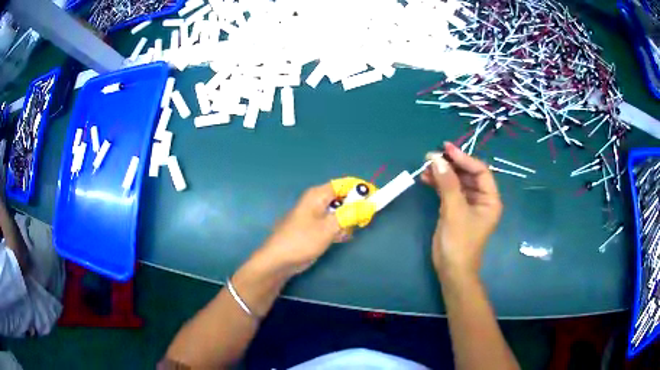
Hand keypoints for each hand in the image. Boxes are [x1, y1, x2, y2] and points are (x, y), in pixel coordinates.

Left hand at [257, 178, 377, 275]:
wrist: (279, 261)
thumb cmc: (301, 240)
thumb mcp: (328, 227)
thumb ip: (350, 214)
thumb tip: (369, 204)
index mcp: (318, 194)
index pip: (345, 184)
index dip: (361, 188)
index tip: (376, 198)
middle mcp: (317, 201)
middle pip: (343, 198)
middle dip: (355, 208)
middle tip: (362, 221)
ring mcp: (316, 216)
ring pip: (340, 212)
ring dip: (347, 221)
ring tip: (346, 232)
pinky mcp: (316, 229)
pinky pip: (334, 224)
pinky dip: (340, 229)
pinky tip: (340, 239)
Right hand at [421, 142, 501, 279]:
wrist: (451, 270)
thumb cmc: (460, 242)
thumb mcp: (455, 211)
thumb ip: (448, 184)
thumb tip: (437, 159)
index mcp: (490, 199)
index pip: (480, 171)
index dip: (464, 158)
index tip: (446, 149)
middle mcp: (481, 199)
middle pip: (467, 174)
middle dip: (451, 165)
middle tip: (432, 156)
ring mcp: (467, 204)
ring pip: (456, 182)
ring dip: (442, 173)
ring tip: (426, 166)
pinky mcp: (455, 209)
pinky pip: (448, 191)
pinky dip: (438, 184)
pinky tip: (426, 178)